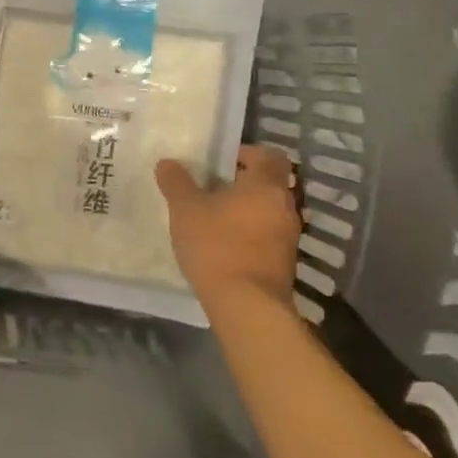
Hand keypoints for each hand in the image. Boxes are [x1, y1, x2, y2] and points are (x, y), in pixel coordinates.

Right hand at [155, 145, 301, 304]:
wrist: (247, 305)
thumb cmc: (217, 246)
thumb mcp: (186, 210)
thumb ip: (177, 183)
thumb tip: (168, 162)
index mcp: (266, 185)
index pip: (268, 155)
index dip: (245, 153)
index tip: (220, 161)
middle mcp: (285, 206)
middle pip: (268, 183)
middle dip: (241, 183)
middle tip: (210, 189)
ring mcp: (289, 236)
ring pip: (268, 210)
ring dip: (246, 210)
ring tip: (214, 218)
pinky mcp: (285, 262)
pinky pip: (268, 235)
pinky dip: (250, 234)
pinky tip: (224, 245)